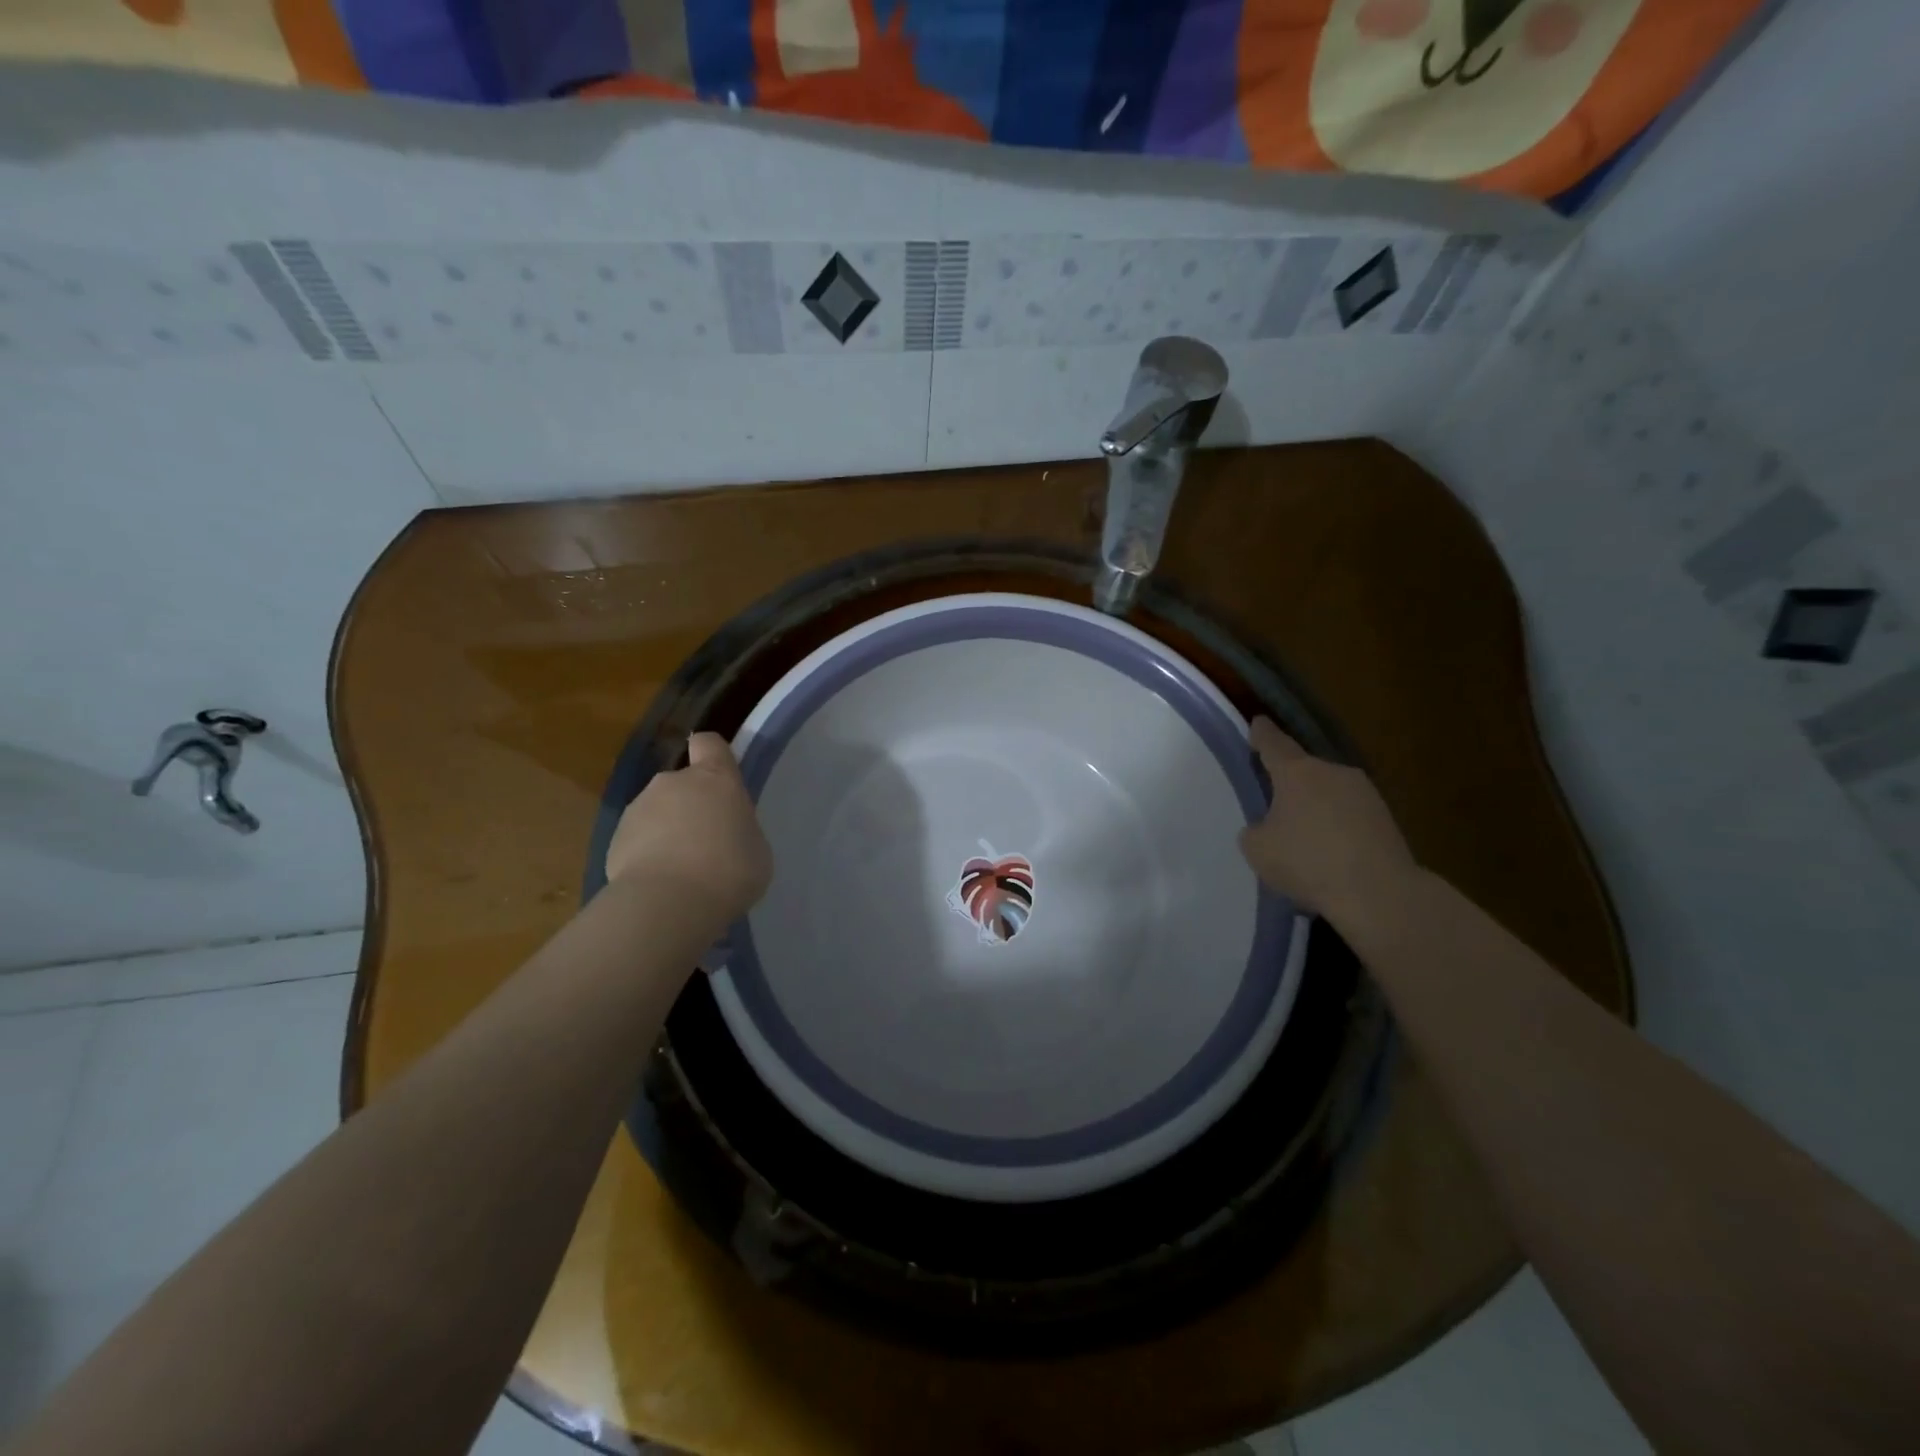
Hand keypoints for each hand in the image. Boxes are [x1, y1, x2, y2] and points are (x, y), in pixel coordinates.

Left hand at [605, 732, 771, 924]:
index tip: (721, 778)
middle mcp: (673, 782)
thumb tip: (724, 832)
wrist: (668, 904)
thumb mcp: (756, 848)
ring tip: (680, 871)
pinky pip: (637, 840)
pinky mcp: (614, 839)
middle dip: (691, 805)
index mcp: (715, 778)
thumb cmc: (729, 870)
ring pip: (657, 811)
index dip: (714, 755)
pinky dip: (646, 855)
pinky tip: (659, 885)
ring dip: (667, 831)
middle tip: (706, 842)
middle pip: (683, 782)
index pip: (710, 743)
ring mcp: (639, 808)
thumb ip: (739, 829)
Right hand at [1239, 716, 1416, 920]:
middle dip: (1290, 783)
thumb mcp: (1258, 849)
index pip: (1273, 743)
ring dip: (1317, 806)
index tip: (1257, 724)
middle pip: (1304, 770)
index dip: (1261, 734)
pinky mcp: (1387, 819)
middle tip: (1276, 804)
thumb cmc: (1307, 862)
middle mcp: (1333, 772)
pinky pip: (1350, 815)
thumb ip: (1256, 830)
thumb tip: (1269, 827)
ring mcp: (1365, 793)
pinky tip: (1331, 853)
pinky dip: (1338, 827)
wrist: (1379, 893)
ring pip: (1330, 792)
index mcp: (1296, 772)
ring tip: (1305, 836)